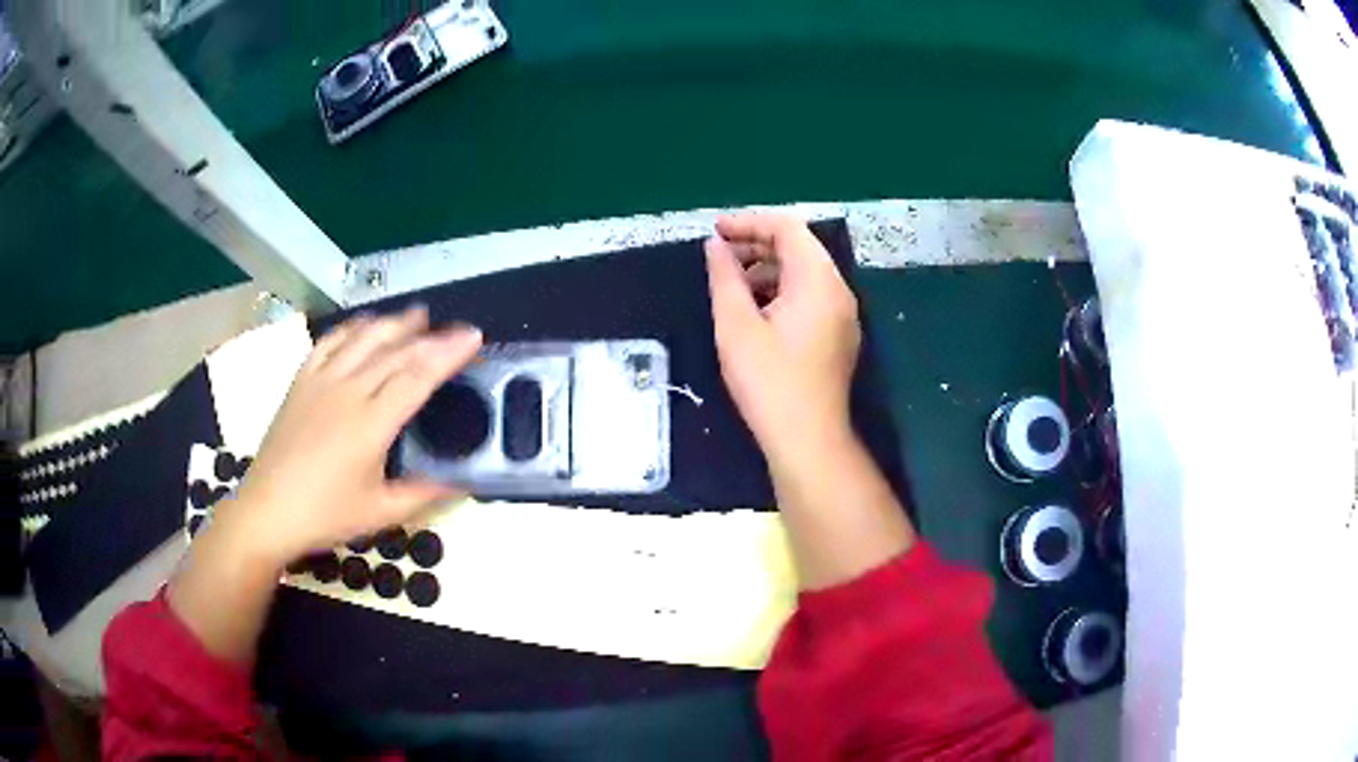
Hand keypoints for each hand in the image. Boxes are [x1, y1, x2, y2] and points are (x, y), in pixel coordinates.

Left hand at [229, 306, 482, 566]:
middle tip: (455, 327)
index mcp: (371, 425)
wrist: (268, 510)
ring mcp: (321, 382)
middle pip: (395, 352)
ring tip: (417, 315)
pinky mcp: (301, 381)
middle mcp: (347, 392)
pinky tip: (364, 325)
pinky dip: (352, 328)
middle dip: (429, 335)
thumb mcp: (379, 513)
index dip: (448, 354)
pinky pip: (329, 343)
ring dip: (393, 323)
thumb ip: (422, 494)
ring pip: (363, 339)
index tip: (473, 336)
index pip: (417, 377)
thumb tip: (461, 483)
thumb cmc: (325, 515)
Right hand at [705, 214, 860, 463]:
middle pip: (800, 247)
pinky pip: (811, 296)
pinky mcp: (839, 335)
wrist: (807, 439)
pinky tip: (755, 311)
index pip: (787, 228)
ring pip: (805, 272)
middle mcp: (838, 289)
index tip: (716, 232)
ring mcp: (843, 314)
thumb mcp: (736, 326)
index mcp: (817, 280)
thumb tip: (715, 246)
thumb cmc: (769, 382)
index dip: (749, 223)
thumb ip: (725, 277)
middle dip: (758, 244)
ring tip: (732, 285)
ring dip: (769, 268)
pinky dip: (783, 290)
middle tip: (720, 256)